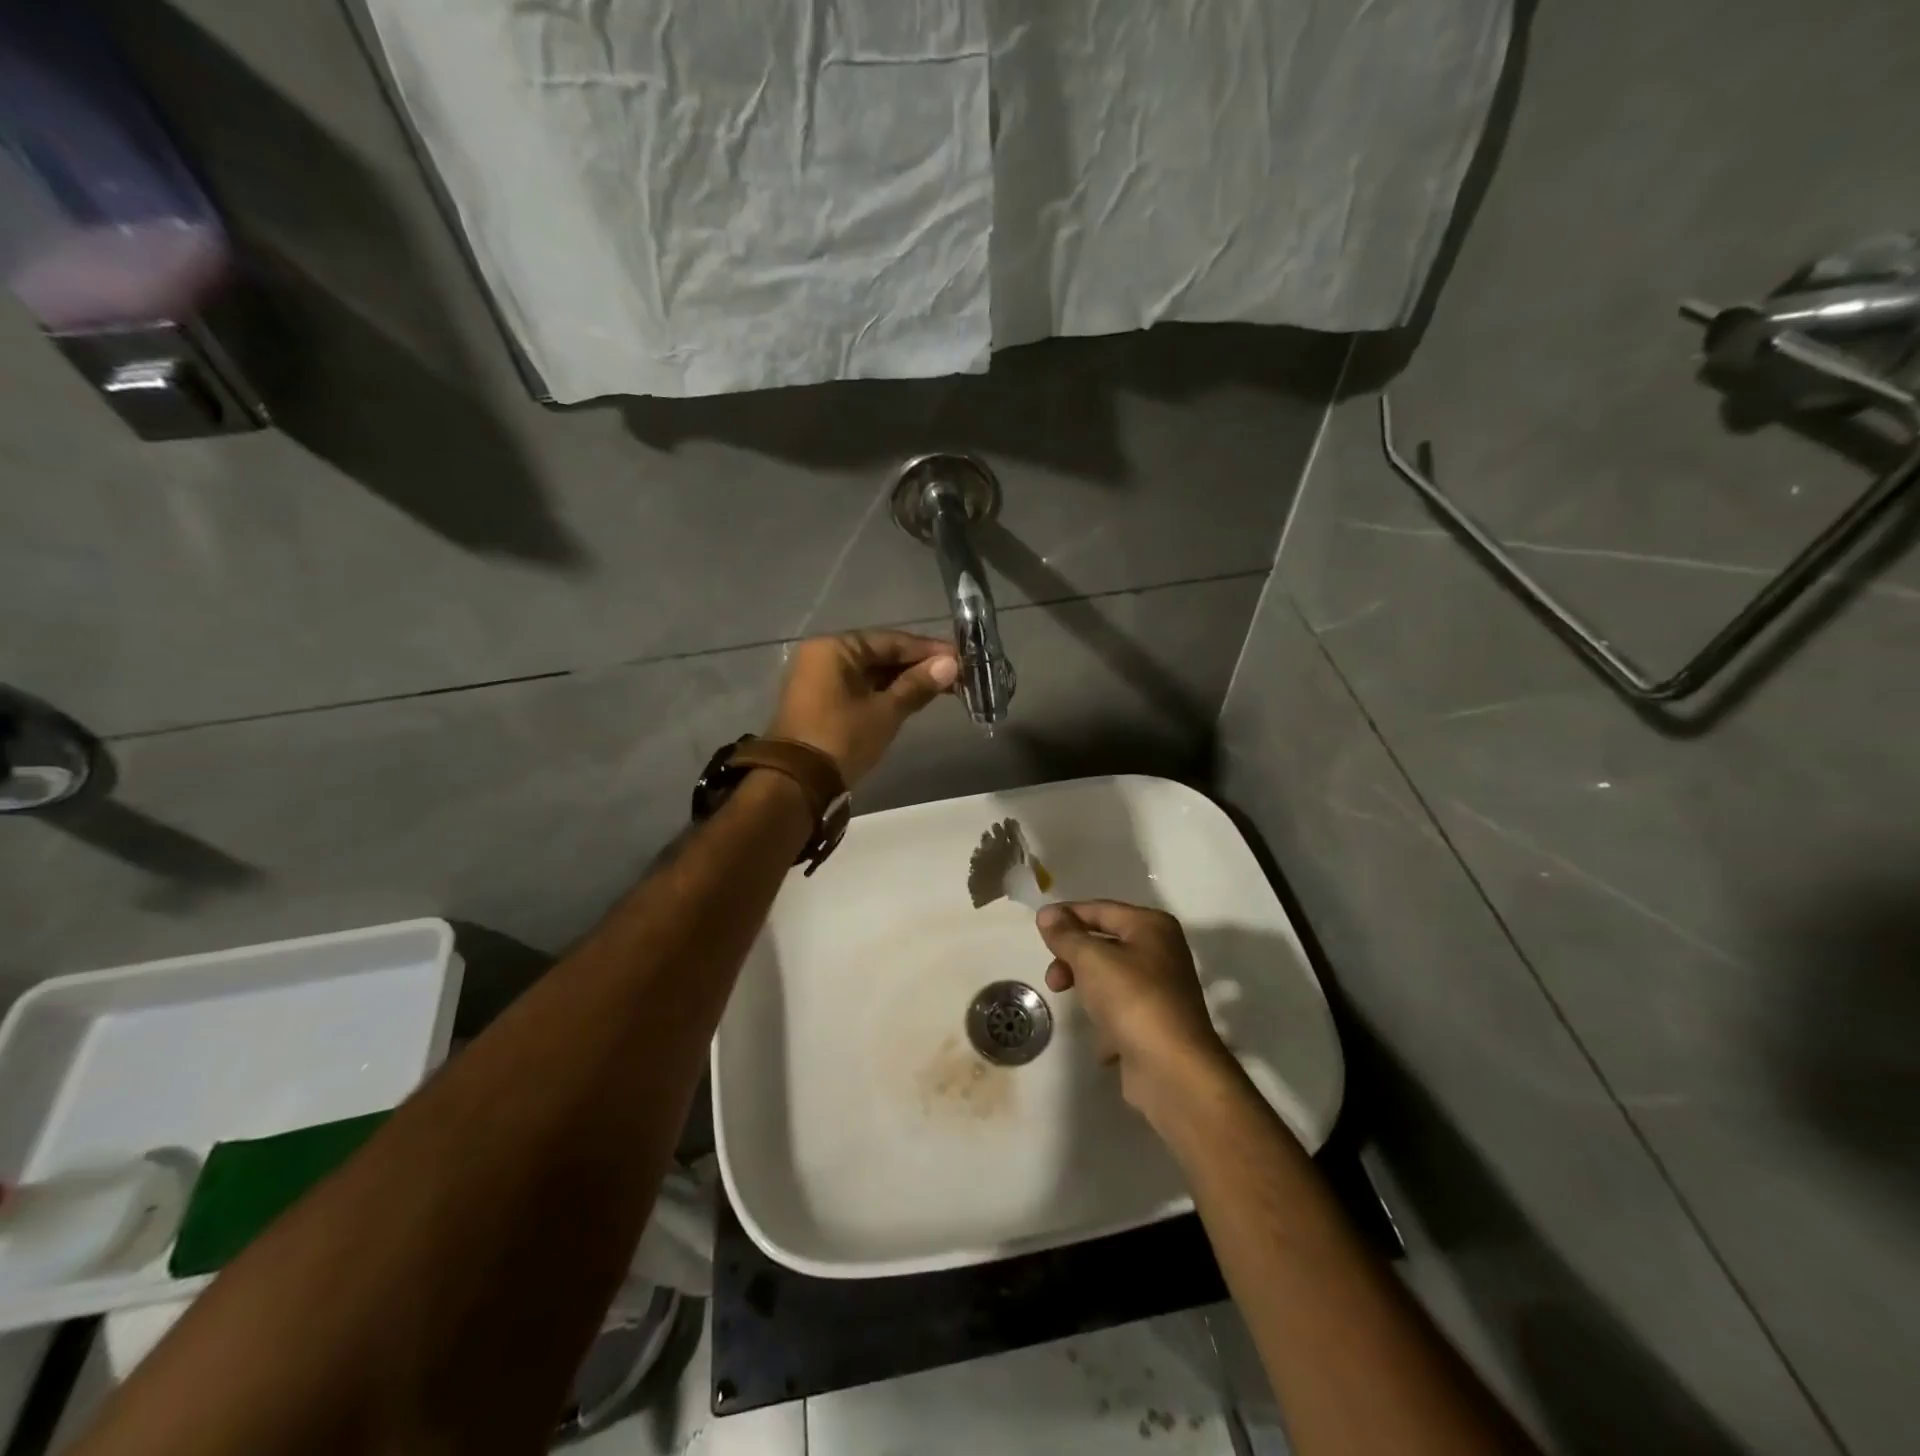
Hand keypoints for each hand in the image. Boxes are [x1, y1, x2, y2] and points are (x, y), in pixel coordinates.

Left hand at [767, 631, 958, 786]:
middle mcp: (823, 655)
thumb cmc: (842, 738)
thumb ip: (917, 685)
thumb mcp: (885, 712)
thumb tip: (950, 665)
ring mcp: (819, 679)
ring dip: (903, 681)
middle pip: (879, 654)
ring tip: (941, 688)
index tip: (959, 658)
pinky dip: (885, 693)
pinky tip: (913, 699)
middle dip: (917, 666)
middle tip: (955, 675)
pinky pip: (859, 688)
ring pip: (870, 673)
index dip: (927, 650)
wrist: (798, 783)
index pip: (890, 641)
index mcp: (834, 648)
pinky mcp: (821, 702)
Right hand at [1037, 901, 1231, 1113]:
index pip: (1100, 909)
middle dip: (1073, 958)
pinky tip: (1103, 1040)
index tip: (1037, 928)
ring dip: (1087, 990)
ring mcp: (1160, 990)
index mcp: (1151, 926)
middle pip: (1104, 943)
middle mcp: (1160, 952)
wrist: (1172, 1070)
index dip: (1067, 916)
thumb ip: (1066, 935)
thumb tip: (1047, 914)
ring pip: (1109, 978)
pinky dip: (1106, 1022)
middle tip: (1054, 980)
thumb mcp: (1091, 959)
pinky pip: (1120, 1011)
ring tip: (1077, 1008)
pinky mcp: (1156, 1023)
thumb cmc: (1132, 1000)